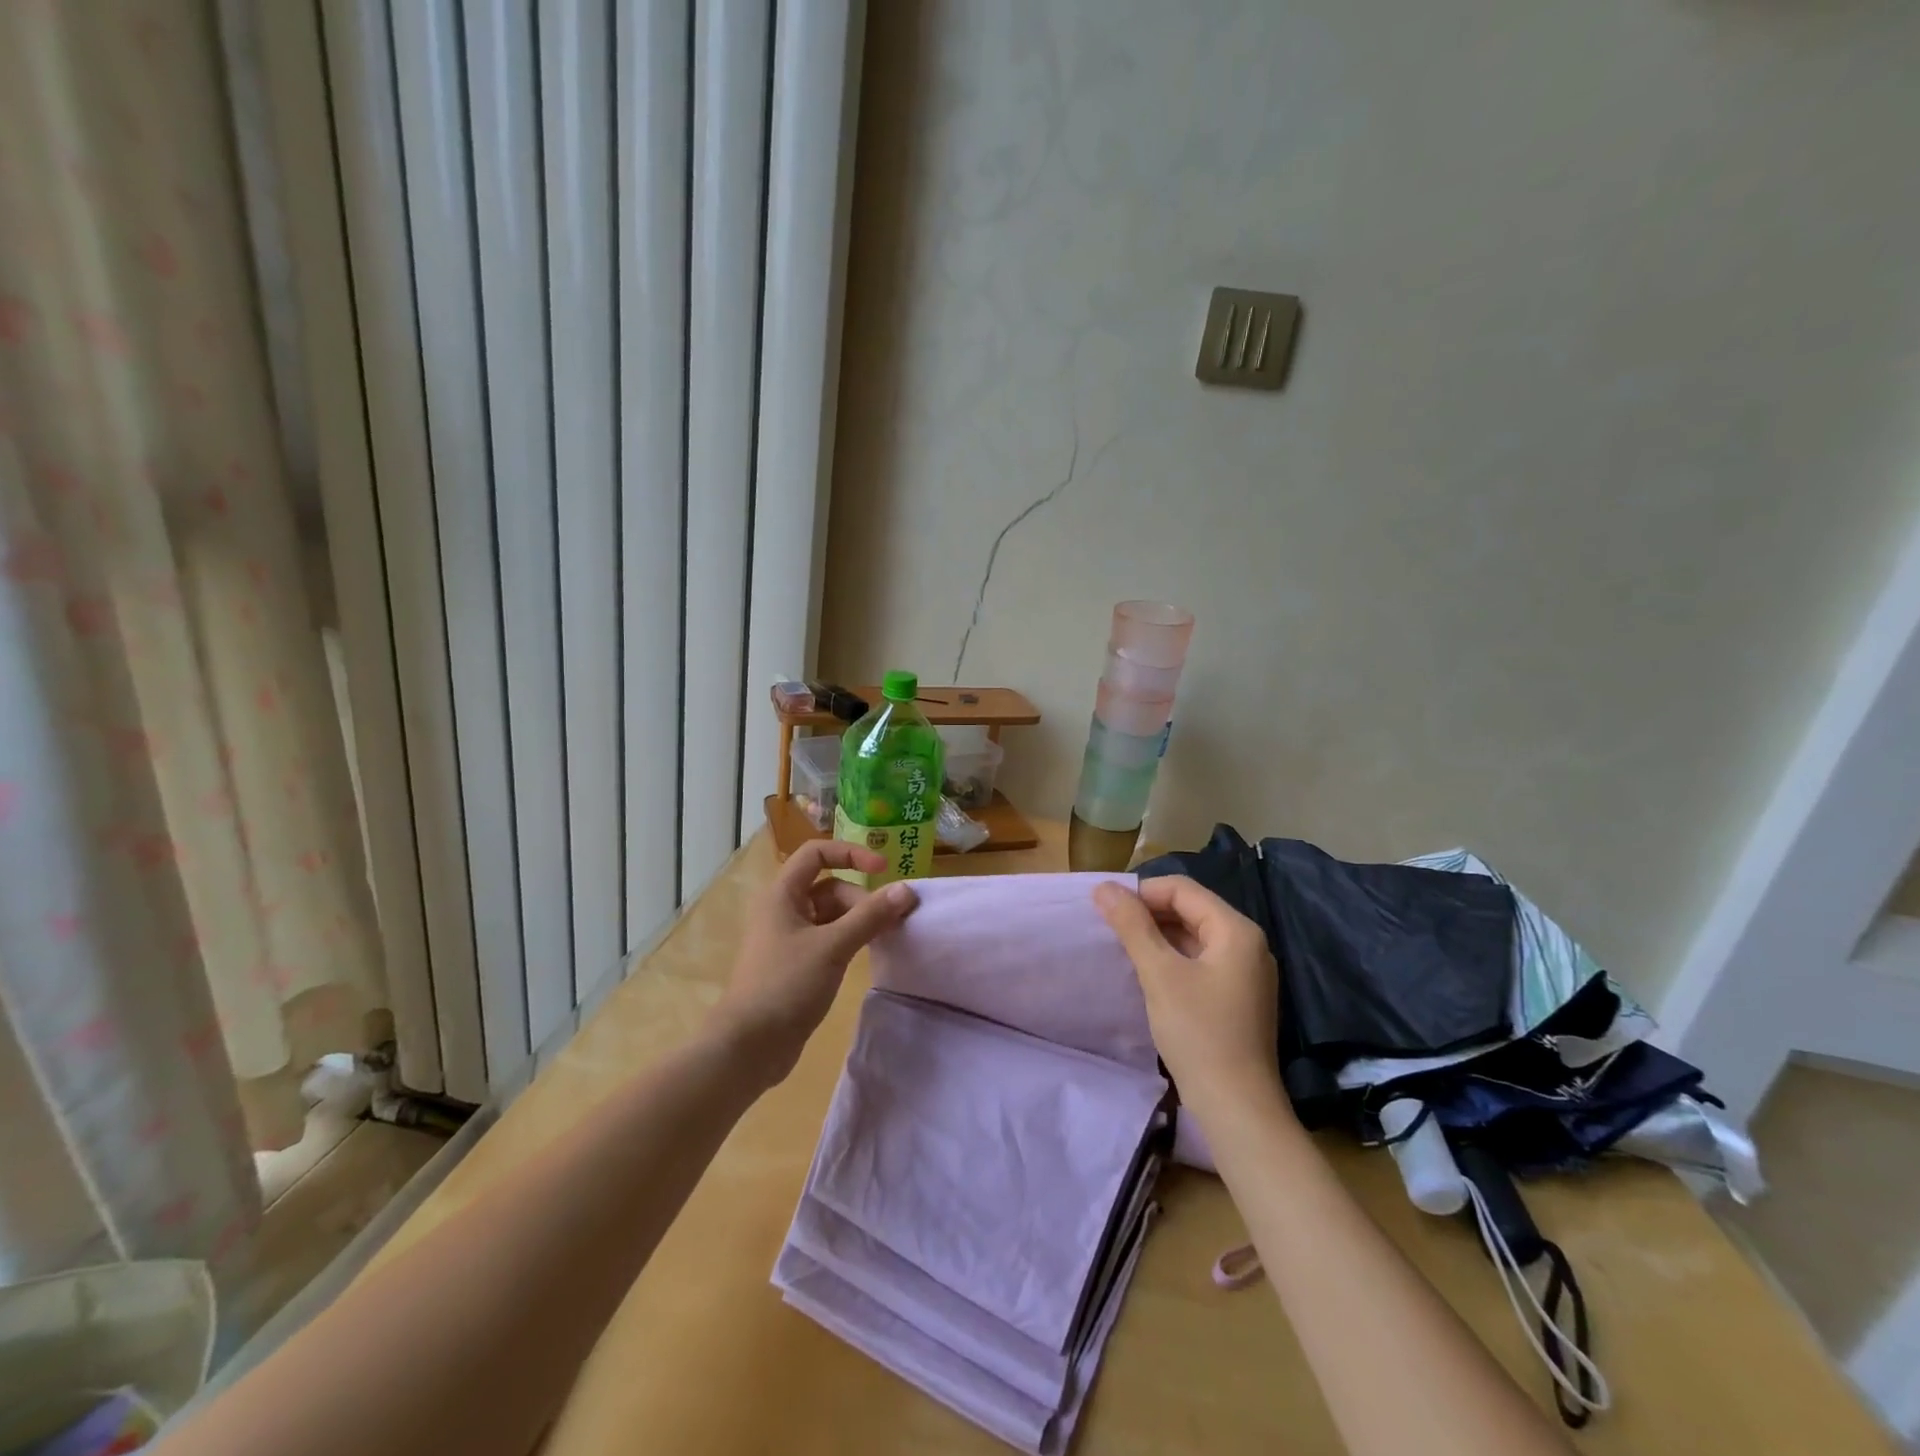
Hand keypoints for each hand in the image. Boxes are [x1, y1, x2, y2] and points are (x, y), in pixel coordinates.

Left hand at [710, 841, 918, 1087]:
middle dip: (861, 900)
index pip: (816, 853)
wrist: (749, 1046)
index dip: (851, 853)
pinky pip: (828, 938)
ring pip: (831, 914)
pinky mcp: (795, 963)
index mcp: (783, 894)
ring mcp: (789, 938)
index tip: (883, 869)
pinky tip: (865, 955)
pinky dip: (848, 940)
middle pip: (830, 886)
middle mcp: (783, 909)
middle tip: (889, 923)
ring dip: (858, 921)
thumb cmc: (786, 985)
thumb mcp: (833, 947)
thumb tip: (906, 890)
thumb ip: (870, 916)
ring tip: (883, 939)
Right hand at [1093, 876, 1283, 1113]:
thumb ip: (1132, 926)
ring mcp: (1246, 972)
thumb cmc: (1198, 1033)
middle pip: (1191, 909)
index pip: (1182, 889)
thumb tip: (1104, 887)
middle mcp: (1248, 943)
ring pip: (1194, 936)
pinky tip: (1149, 974)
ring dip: (1159, 936)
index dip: (1142, 893)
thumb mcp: (1159, 974)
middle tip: (1111, 929)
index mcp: (1236, 930)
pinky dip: (1173, 958)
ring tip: (1124, 949)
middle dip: (1149, 913)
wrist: (1236, 1107)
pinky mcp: (1239, 996)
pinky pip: (1201, 960)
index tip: (1107, 910)